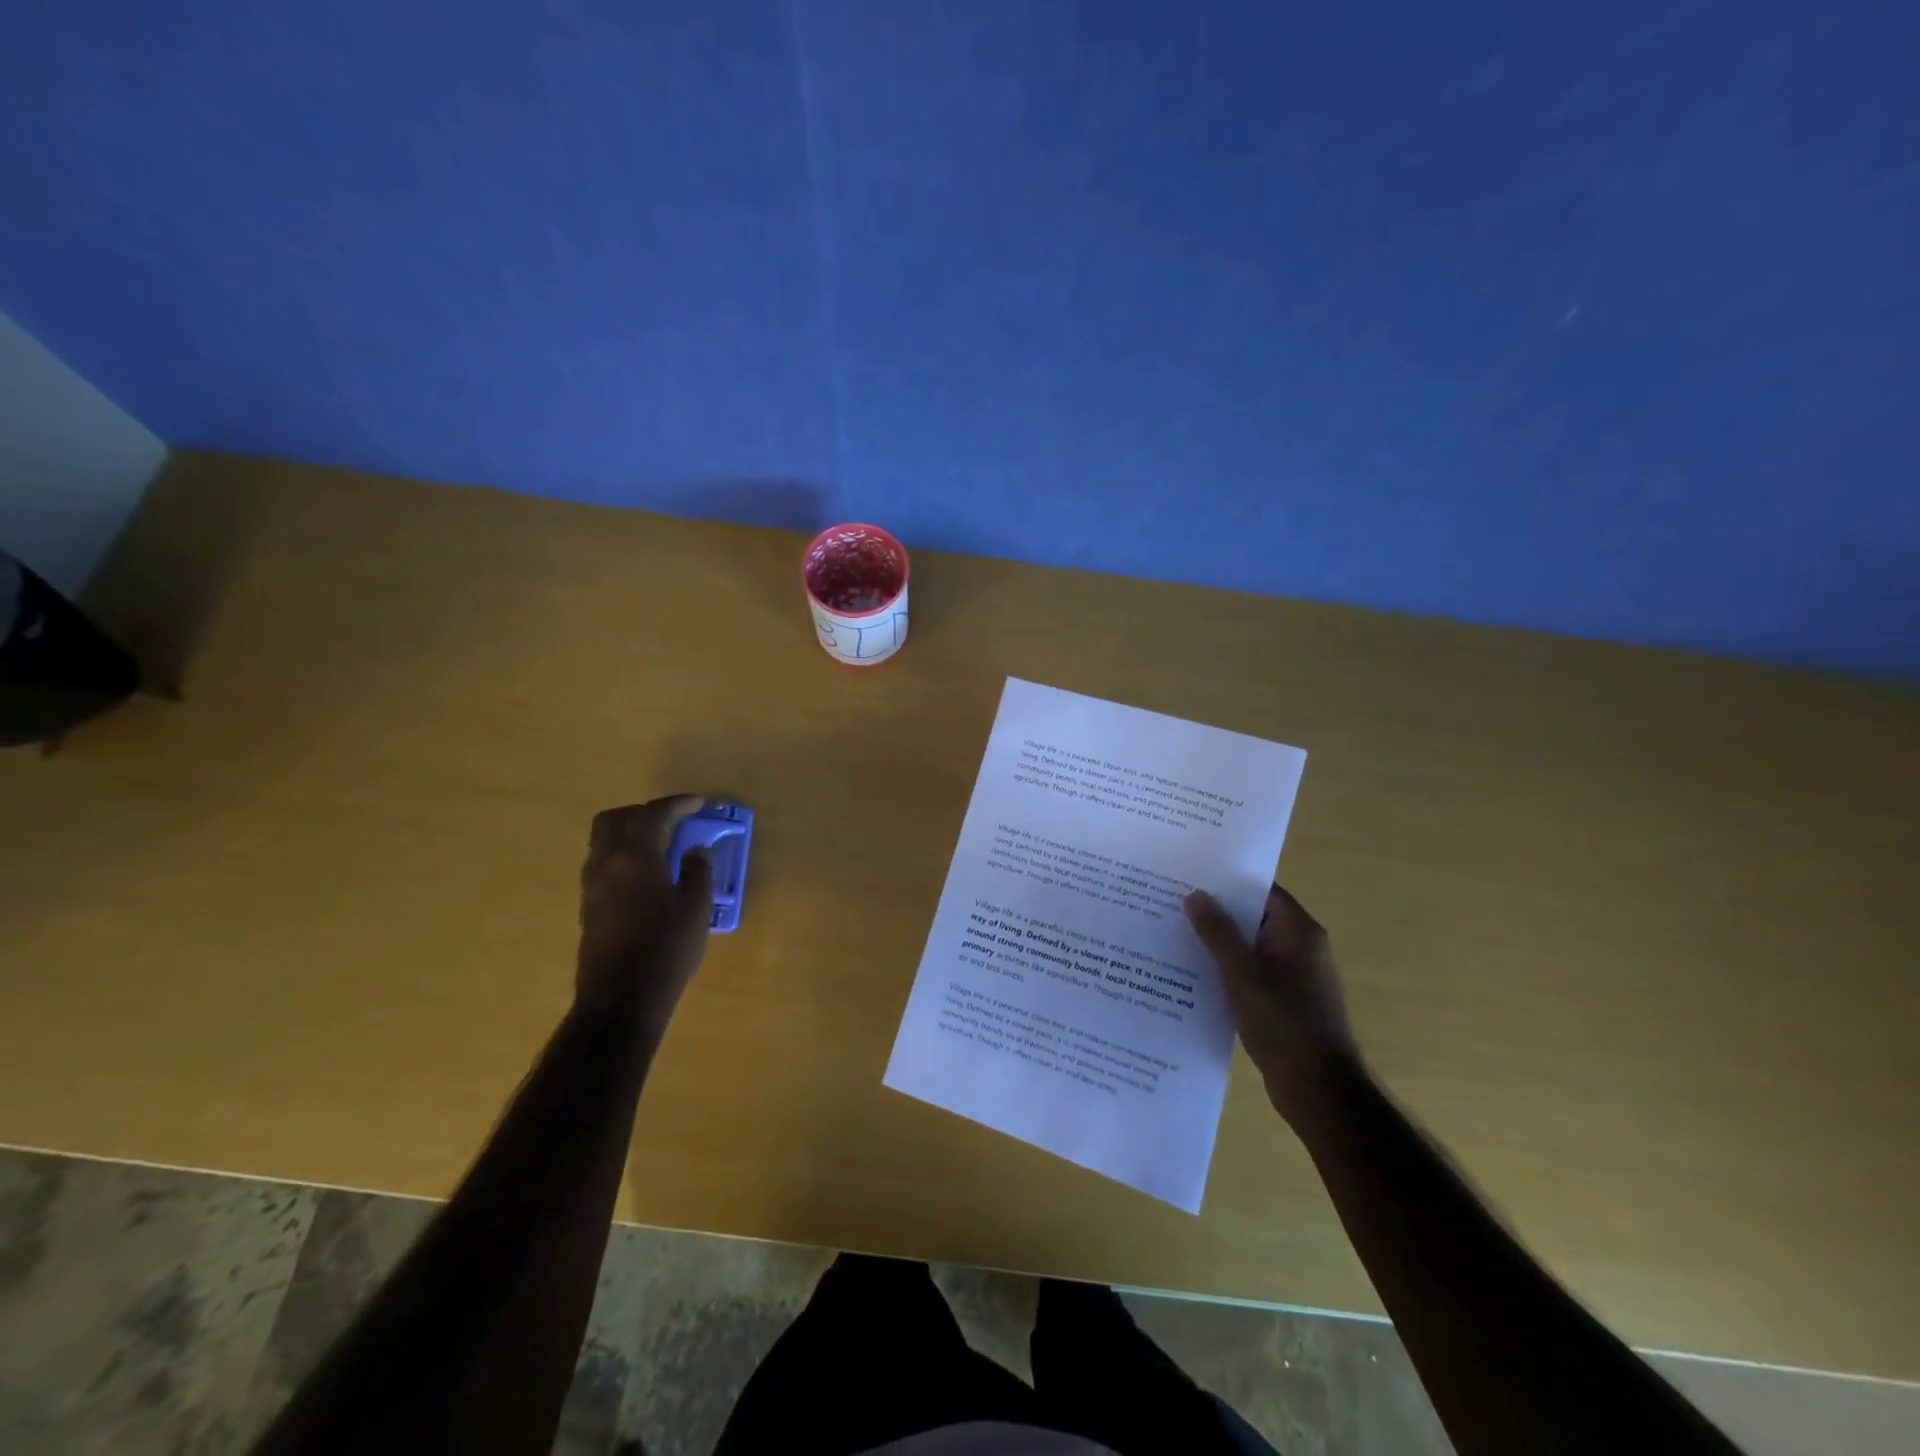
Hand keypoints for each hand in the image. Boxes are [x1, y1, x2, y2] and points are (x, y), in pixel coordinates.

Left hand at [575, 796, 714, 1025]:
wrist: (620, 1000)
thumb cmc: (665, 949)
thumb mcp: (696, 907)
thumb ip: (698, 871)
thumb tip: (695, 853)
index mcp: (635, 856)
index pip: (654, 814)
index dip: (679, 804)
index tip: (700, 803)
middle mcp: (606, 863)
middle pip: (615, 819)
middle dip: (643, 812)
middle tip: (672, 822)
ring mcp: (591, 887)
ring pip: (603, 842)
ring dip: (630, 834)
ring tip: (661, 848)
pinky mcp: (588, 909)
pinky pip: (603, 865)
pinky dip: (623, 858)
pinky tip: (647, 878)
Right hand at [1184, 884, 1358, 1130]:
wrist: (1319, 1089)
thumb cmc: (1283, 1022)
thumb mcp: (1242, 973)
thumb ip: (1217, 931)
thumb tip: (1195, 894)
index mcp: (1298, 931)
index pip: (1260, 890)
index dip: (1226, 880)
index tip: (1188, 875)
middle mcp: (1300, 947)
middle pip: (1253, 917)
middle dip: (1215, 911)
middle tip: (1170, 903)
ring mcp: (1294, 976)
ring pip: (1248, 947)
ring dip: (1217, 943)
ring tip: (1173, 934)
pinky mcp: (1284, 1001)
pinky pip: (1250, 973)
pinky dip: (1226, 970)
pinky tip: (1192, 974)